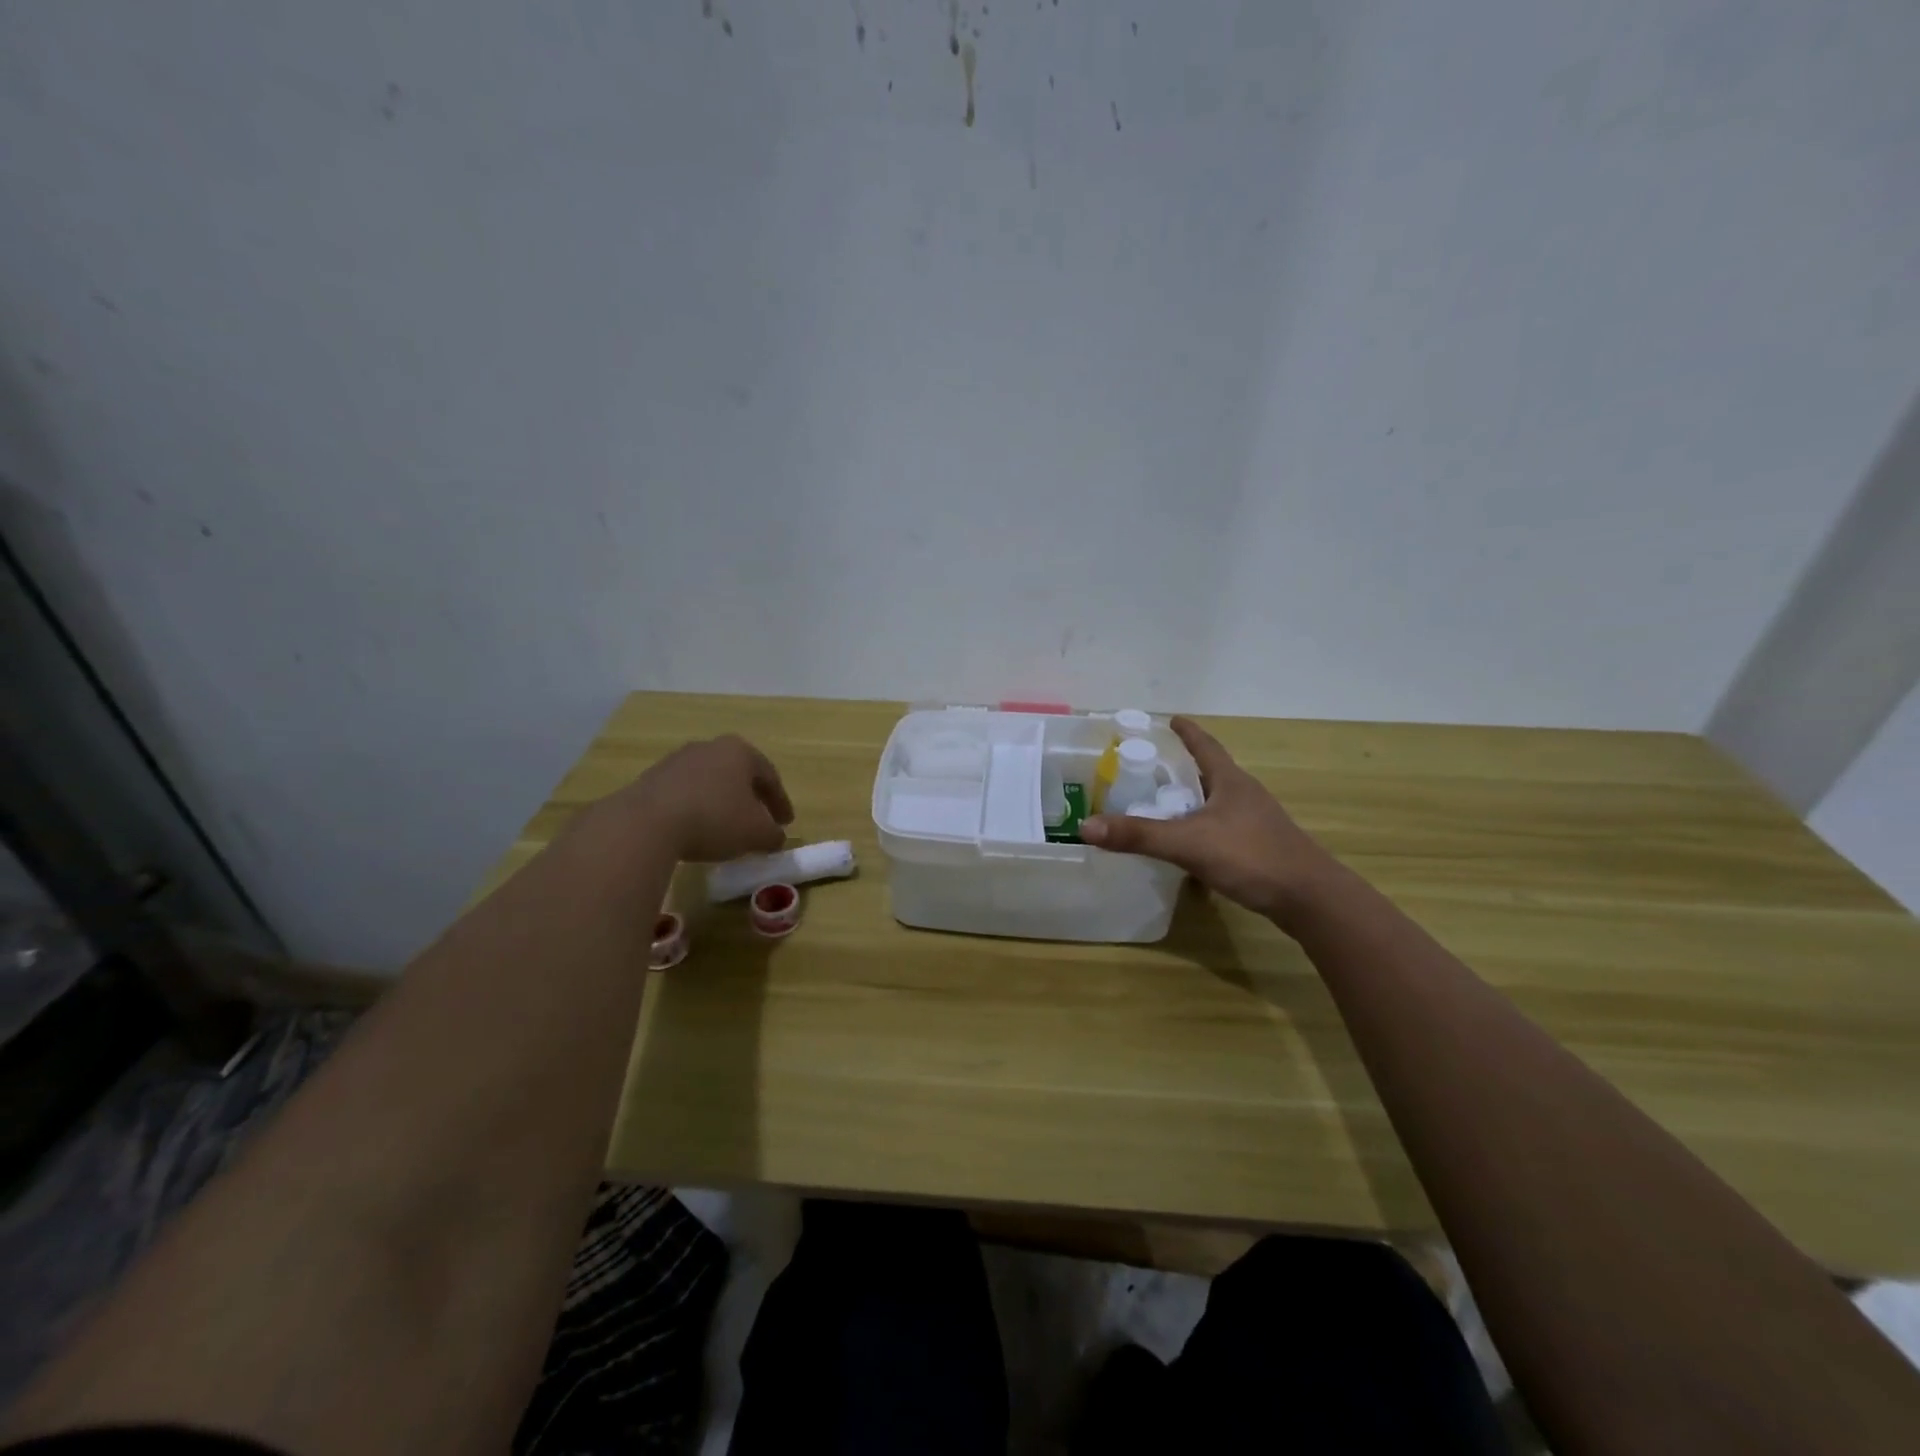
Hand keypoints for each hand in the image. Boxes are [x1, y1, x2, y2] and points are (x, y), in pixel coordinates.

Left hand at [625, 735, 793, 861]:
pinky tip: (696, 829)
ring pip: (710, 782)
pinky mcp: (651, 779)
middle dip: (751, 798)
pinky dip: (697, 808)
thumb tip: (776, 837)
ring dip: (722, 802)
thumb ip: (773, 835)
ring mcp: (677, 761)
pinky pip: (685, 793)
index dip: (781, 802)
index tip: (786, 823)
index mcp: (739, 752)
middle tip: (759, 821)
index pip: (770, 776)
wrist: (646, 823)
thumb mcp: (756, 833)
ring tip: (727, 827)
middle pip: (739, 774)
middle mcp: (709, 747)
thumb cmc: (714, 819)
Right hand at [1079, 716, 1337, 927]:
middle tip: (1154, 766)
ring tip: (1166, 804)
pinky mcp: (1261, 848)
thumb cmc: (1250, 856)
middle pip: (1212, 773)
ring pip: (1219, 803)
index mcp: (1231, 782)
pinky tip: (1190, 847)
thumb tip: (1086, 826)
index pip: (1206, 746)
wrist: (1309, 898)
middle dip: (1186, 767)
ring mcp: (1256, 823)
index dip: (1187, 733)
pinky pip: (1224, 829)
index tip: (1171, 719)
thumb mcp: (1188, 843)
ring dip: (1195, 800)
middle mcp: (1245, 796)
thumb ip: (1138, 835)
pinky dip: (1203, 829)